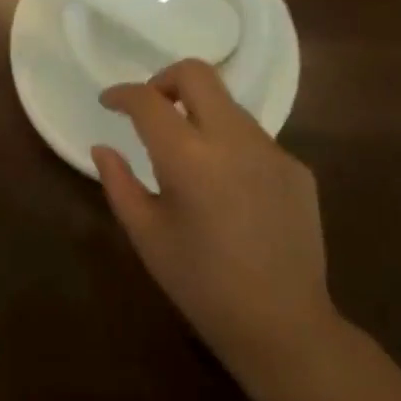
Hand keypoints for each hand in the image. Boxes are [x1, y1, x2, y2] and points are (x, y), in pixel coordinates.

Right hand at [94, 60, 339, 390]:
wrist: (283, 325)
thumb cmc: (201, 284)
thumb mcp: (146, 236)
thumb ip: (118, 183)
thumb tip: (103, 148)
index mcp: (188, 157)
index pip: (148, 100)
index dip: (122, 93)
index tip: (109, 102)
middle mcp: (233, 139)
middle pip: (197, 74)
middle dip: (165, 80)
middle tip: (150, 109)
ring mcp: (271, 150)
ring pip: (228, 105)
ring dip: (199, 114)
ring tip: (188, 157)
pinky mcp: (296, 168)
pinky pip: (254, 138)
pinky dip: (229, 144)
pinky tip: (227, 188)